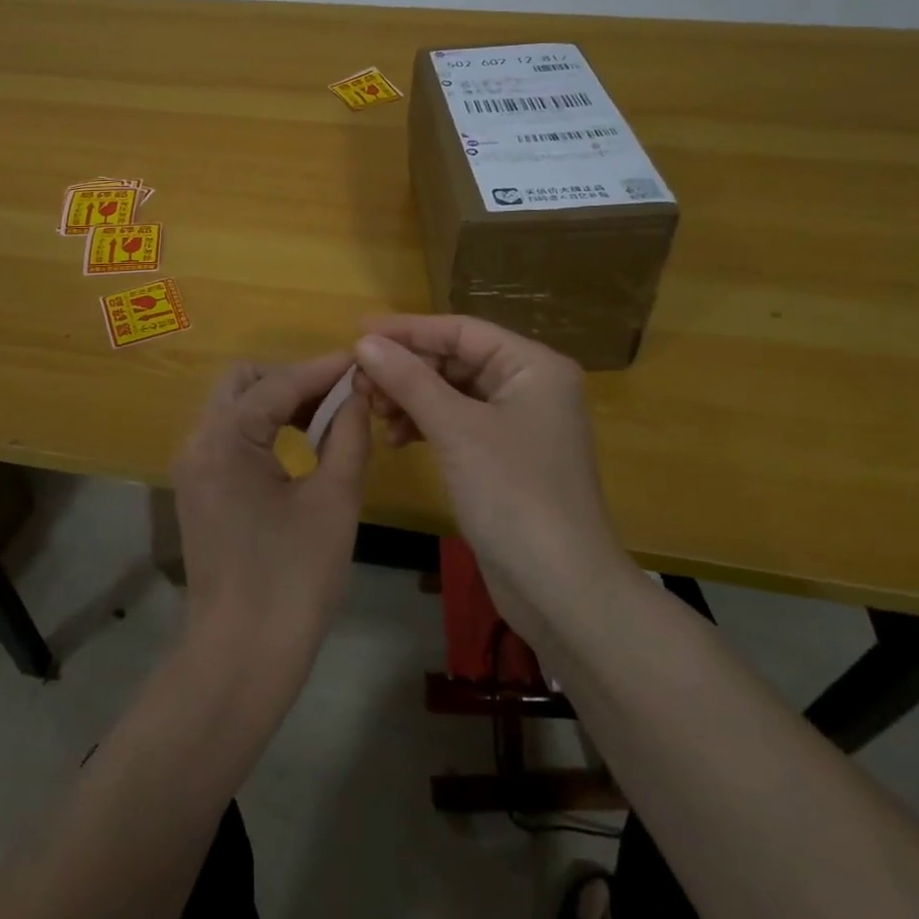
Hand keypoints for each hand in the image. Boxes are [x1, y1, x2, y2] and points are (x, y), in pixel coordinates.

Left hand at [169, 353, 371, 699]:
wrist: (242, 657)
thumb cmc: (294, 579)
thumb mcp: (333, 500)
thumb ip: (348, 435)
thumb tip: (358, 394)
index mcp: (225, 439)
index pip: (278, 383)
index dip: (323, 369)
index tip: (362, 359)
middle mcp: (198, 442)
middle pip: (244, 381)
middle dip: (293, 378)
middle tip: (340, 394)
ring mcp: (193, 466)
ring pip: (234, 406)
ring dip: (277, 401)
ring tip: (328, 414)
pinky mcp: (198, 488)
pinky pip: (230, 436)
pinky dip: (263, 428)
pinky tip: (300, 442)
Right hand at [352, 317, 634, 644]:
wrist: (561, 589)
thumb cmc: (514, 494)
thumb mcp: (456, 430)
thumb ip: (409, 380)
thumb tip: (364, 341)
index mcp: (532, 366)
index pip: (460, 330)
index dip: (407, 329)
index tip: (357, 331)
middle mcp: (529, 386)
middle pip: (455, 360)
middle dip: (406, 369)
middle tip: (360, 383)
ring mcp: (517, 423)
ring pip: (452, 392)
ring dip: (411, 398)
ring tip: (374, 413)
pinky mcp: (503, 456)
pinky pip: (456, 423)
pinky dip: (425, 425)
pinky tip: (396, 438)